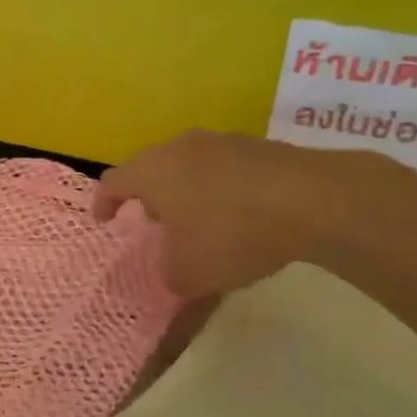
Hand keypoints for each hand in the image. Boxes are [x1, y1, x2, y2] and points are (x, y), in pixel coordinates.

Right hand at [95, 130, 377, 296]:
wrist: (312, 200)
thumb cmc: (231, 233)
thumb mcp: (190, 272)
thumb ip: (170, 274)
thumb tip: (173, 273)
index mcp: (151, 171)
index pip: (112, 181)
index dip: (104, 202)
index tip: (104, 221)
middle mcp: (179, 148)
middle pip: (151, 168)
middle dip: (148, 196)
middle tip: (154, 223)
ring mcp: (221, 142)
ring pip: (189, 165)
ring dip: (187, 191)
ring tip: (199, 221)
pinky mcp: (260, 146)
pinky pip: (225, 168)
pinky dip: (222, 189)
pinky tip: (241, 216)